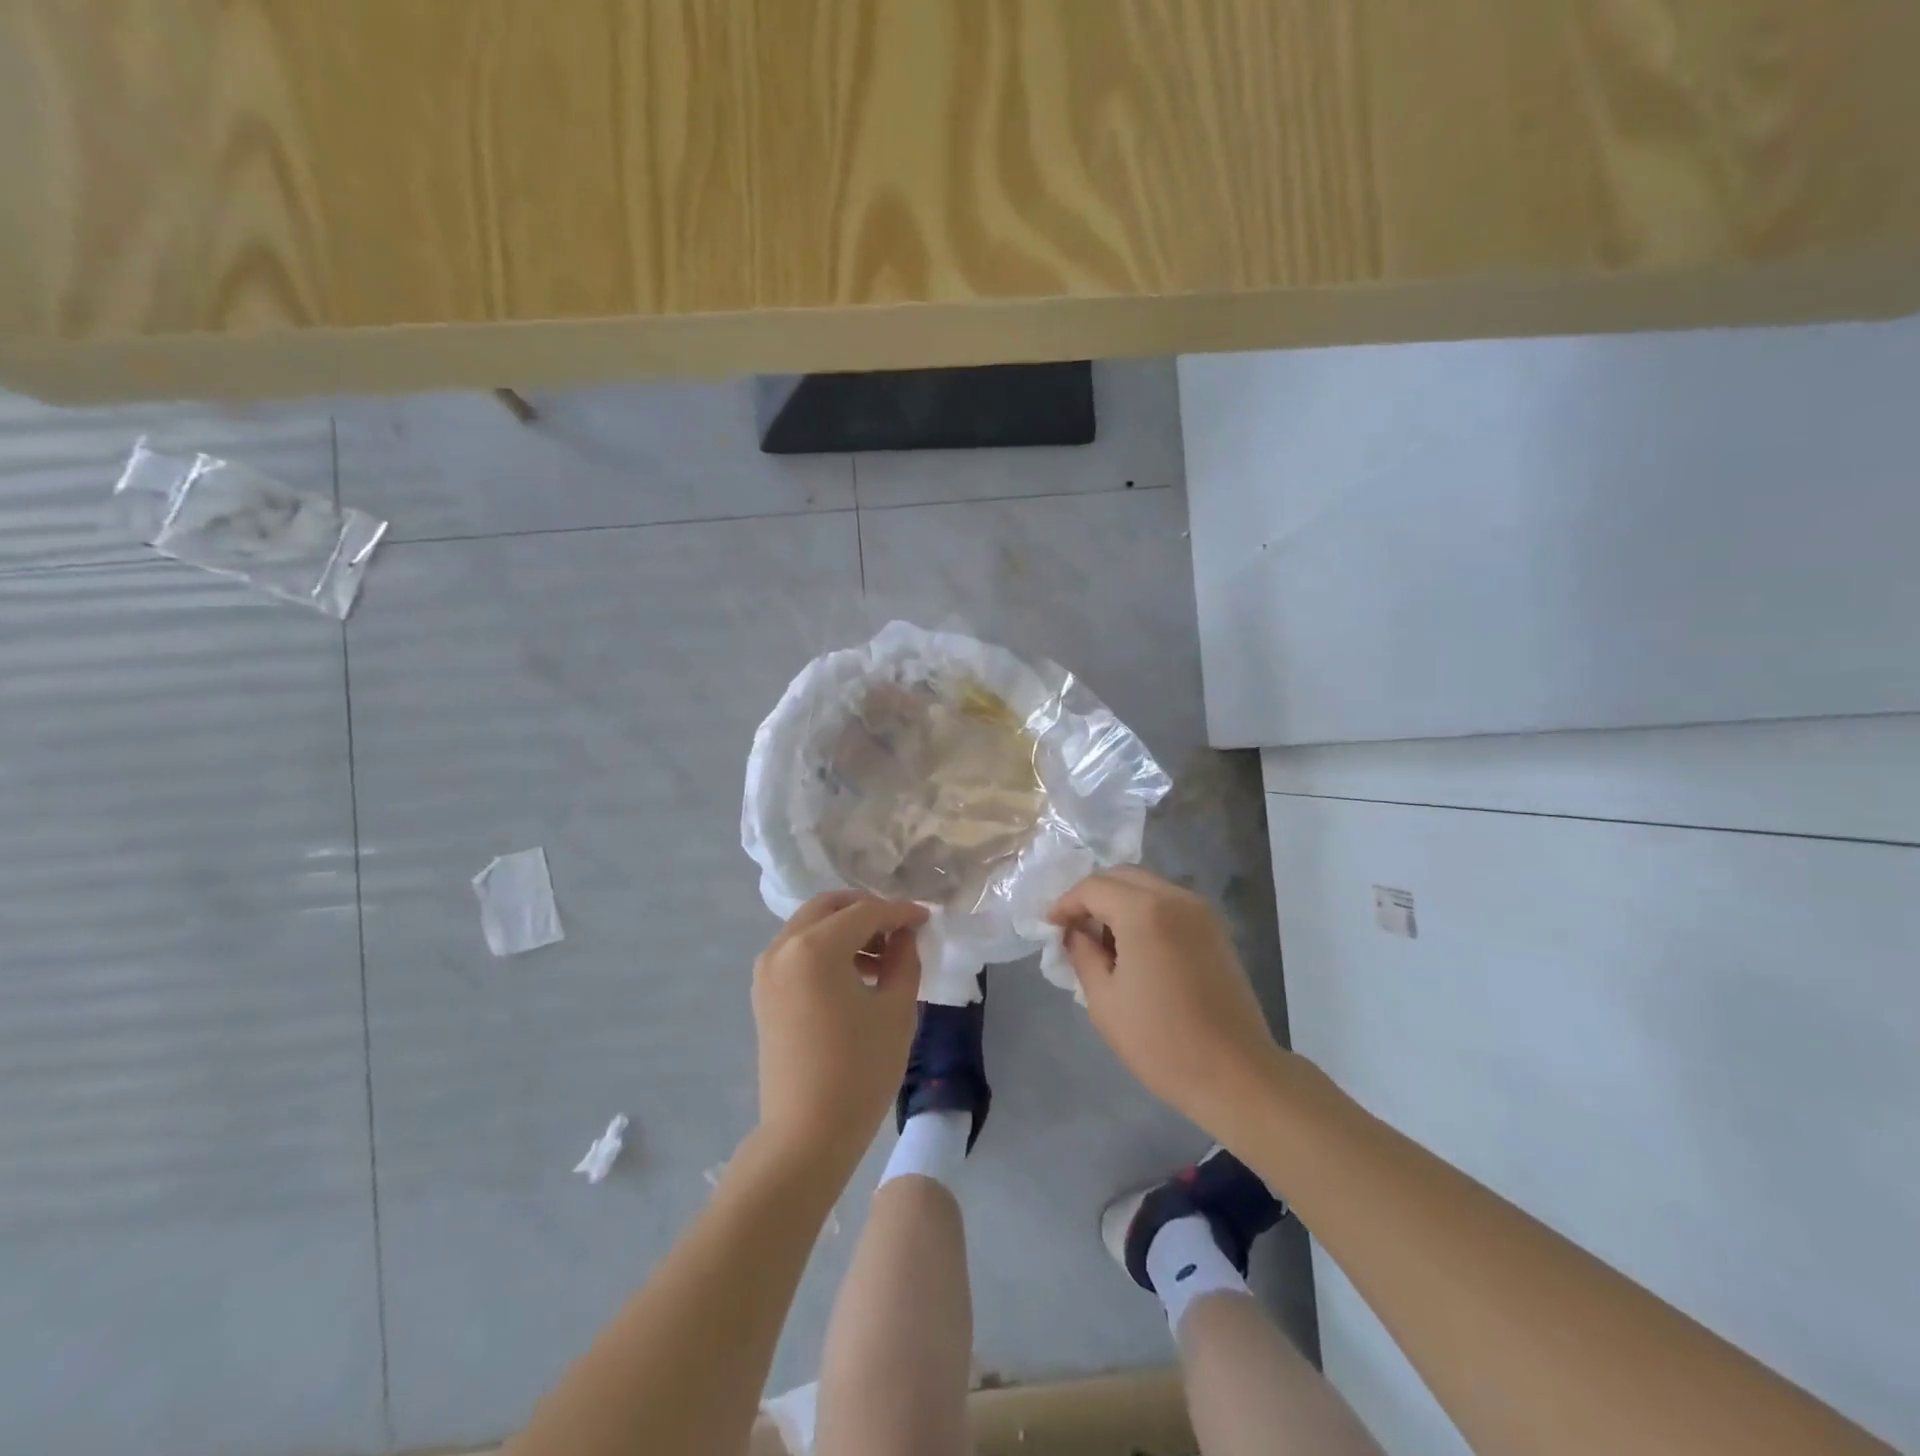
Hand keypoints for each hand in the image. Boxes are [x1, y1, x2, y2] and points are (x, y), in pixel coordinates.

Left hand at [752, 892, 928, 1165]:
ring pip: (810, 926)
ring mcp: (768, 970)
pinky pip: (797, 950)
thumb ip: (904, 959)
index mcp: (815, 947)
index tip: (926, 918)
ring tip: (882, 958)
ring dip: (846, 929)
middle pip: (829, 906)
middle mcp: (783, 947)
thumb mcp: (896, 1009)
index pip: (865, 911)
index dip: (900, 912)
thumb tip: (904, 933)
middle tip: (900, 930)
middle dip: (867, 910)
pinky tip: (855, 975)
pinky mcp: (764, 992)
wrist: (806, 1135)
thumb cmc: (859, 1070)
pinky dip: (826, 949)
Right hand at [1049, 866, 1282, 1133]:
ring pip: (1147, 886)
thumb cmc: (1161, 1041)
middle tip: (1073, 928)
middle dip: (1092, 896)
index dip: (1066, 903)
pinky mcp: (1215, 929)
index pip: (1093, 887)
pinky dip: (1144, 911)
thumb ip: (1082, 953)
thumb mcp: (1104, 1000)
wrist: (1236, 1075)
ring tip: (1102, 940)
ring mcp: (1200, 911)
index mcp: (1144, 911)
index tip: (1050, 927)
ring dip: (1119, 902)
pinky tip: (1135, 947)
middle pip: (1122, 877)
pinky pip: (1169, 903)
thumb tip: (1074, 932)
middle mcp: (1175, 898)